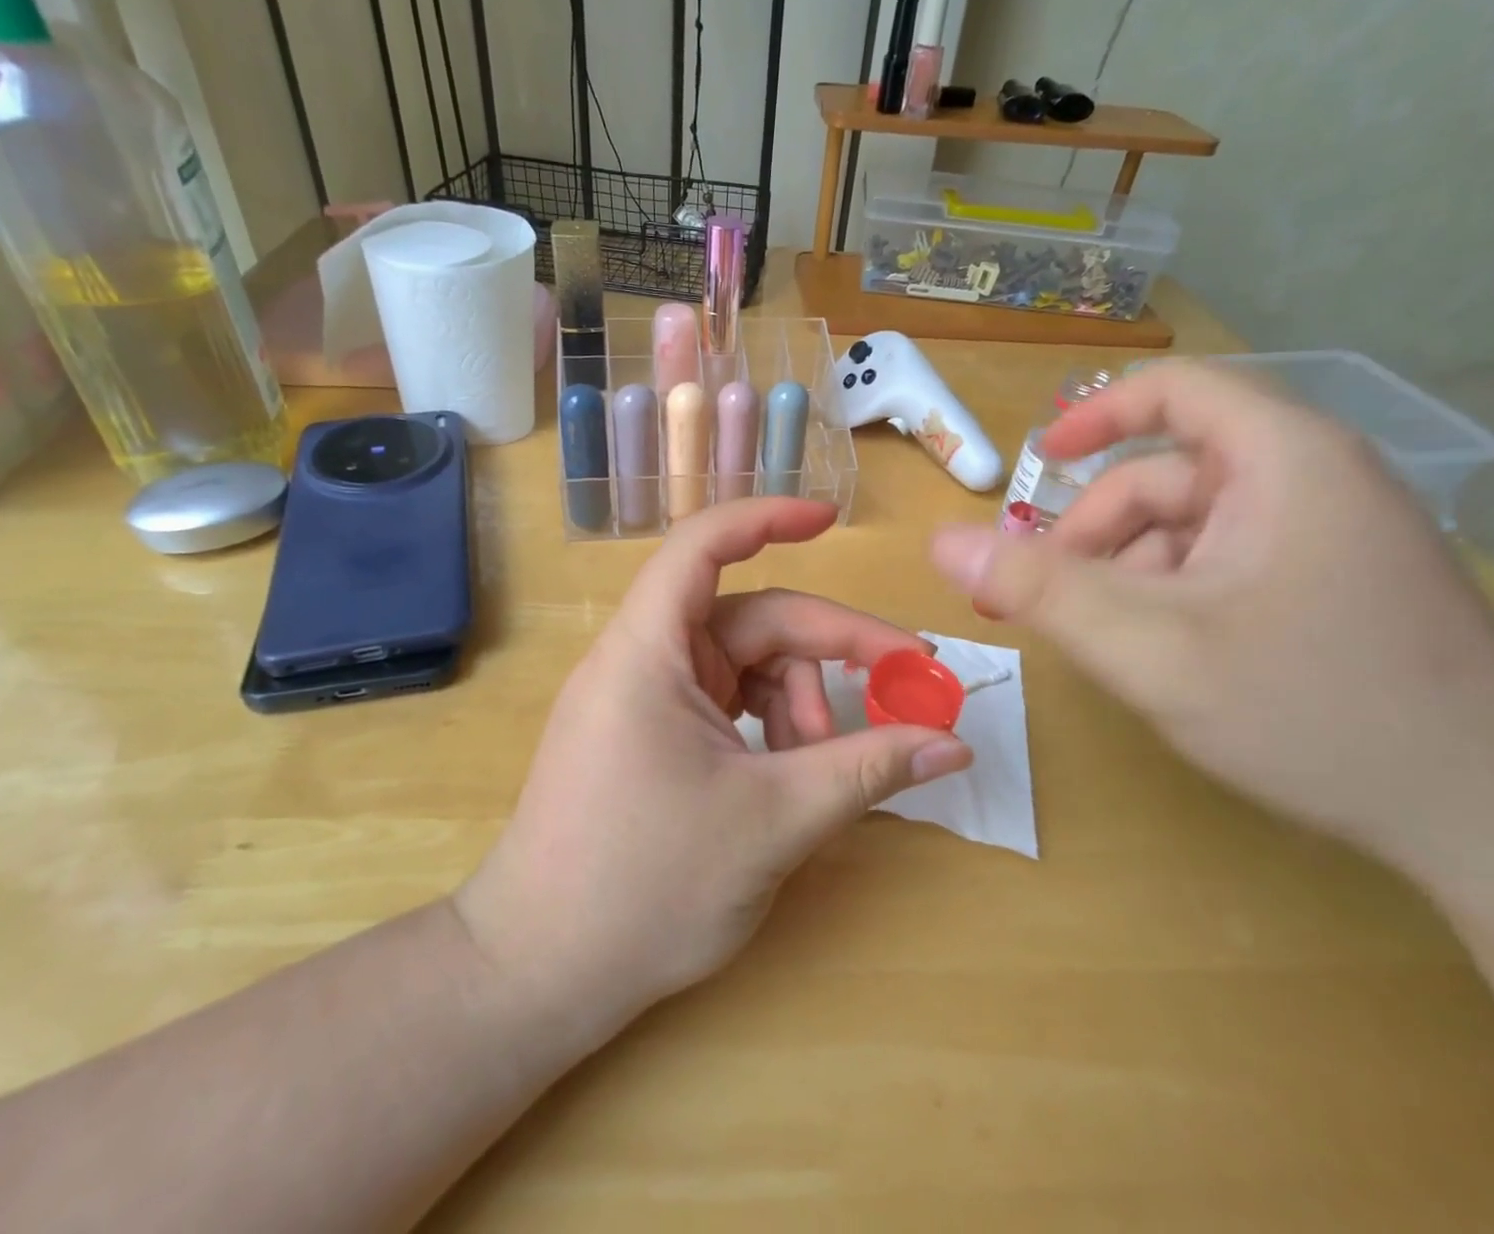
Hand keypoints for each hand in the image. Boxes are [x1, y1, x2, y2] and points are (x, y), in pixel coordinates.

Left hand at [457, 498, 972, 1036]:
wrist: (539, 975)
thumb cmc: (645, 888)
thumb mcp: (773, 821)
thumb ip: (868, 770)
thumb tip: (954, 745)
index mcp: (650, 649)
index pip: (704, 545)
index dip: (768, 518)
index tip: (832, 519)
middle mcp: (644, 658)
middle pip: (754, 620)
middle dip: (830, 651)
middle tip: (907, 688)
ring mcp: (646, 697)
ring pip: (747, 667)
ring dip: (801, 704)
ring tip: (828, 768)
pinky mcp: (653, 734)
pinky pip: (728, 704)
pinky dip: (771, 728)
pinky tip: (795, 775)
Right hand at [929, 361, 1493, 861]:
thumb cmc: (1315, 710)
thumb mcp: (1151, 648)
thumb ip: (1038, 590)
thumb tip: (941, 544)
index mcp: (1281, 460)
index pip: (1174, 392)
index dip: (1095, 416)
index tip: (1039, 463)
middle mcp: (1313, 480)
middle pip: (1170, 477)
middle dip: (1097, 534)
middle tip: (1043, 600)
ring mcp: (1332, 536)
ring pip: (1193, 531)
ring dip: (1132, 574)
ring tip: (1104, 644)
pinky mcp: (1338, 585)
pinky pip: (1228, 565)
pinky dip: (1177, 596)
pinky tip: (1166, 657)